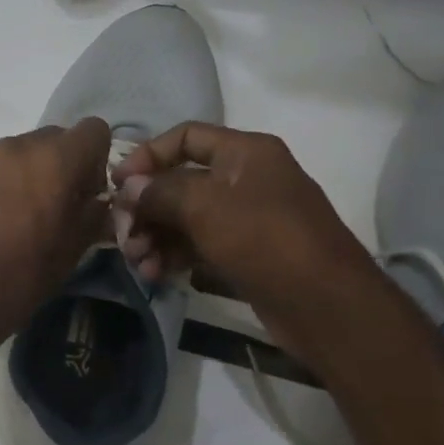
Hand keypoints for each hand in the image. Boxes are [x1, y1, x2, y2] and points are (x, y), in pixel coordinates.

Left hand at [0, 118, 111, 363]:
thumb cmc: (20, 279)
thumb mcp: (72, 251)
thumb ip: (93, 214)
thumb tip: (98, 200)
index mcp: (55, 162)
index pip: (92, 130)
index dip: (92, 159)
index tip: (81, 191)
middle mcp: (15, 145)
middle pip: (49, 139)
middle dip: (53, 166)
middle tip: (41, 207)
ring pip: (10, 151)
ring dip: (15, 172)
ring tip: (1, 215)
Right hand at [111, 121, 380, 351]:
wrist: (327, 307)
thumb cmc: (266, 241)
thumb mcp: (206, 208)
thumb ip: (160, 192)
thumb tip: (129, 188)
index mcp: (245, 153)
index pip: (185, 137)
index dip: (147, 156)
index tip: (116, 185)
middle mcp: (245, 179)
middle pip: (179, 182)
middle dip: (145, 209)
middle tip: (122, 237)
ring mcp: (245, 219)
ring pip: (184, 218)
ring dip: (154, 237)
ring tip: (137, 263)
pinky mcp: (244, 254)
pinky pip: (197, 245)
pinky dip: (173, 256)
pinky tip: (155, 275)